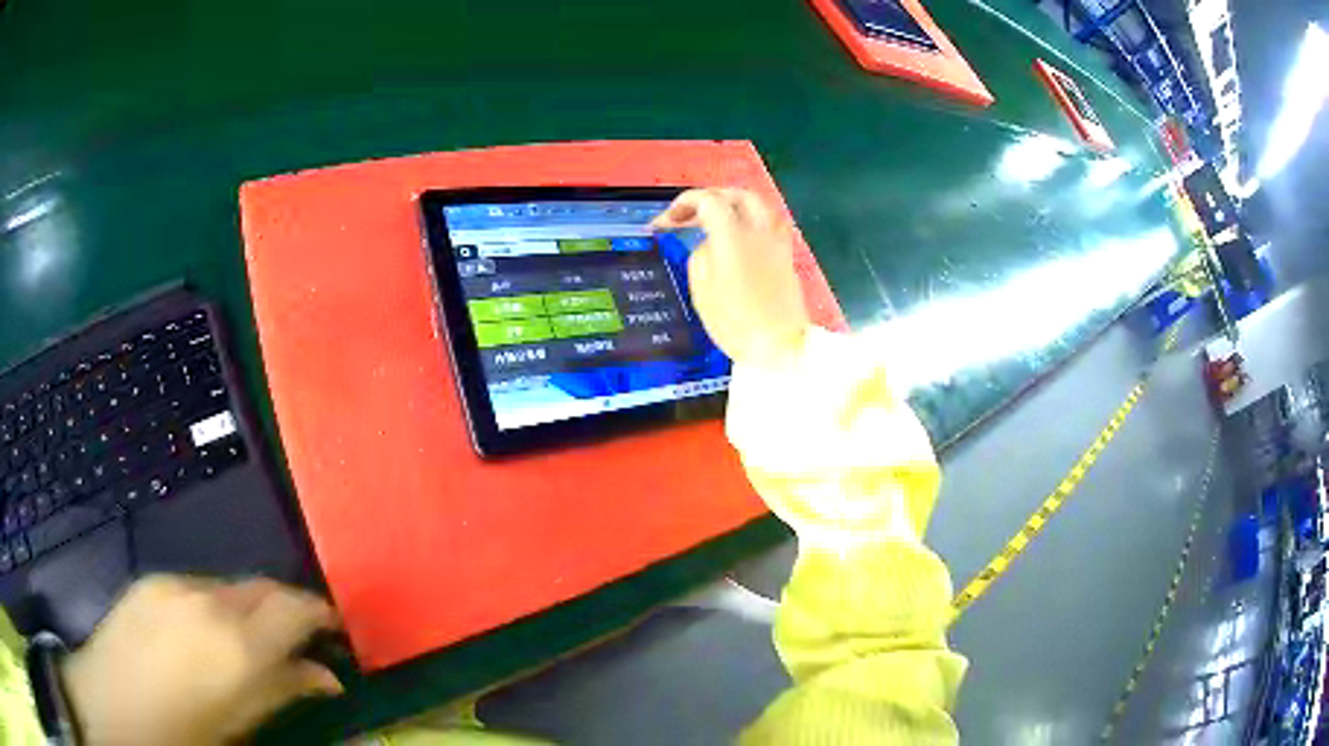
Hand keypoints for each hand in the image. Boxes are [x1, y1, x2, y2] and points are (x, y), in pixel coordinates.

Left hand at [61, 575, 341, 745]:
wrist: (112, 704)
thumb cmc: (183, 732)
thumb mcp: (240, 723)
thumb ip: (283, 690)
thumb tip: (327, 677)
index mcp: (236, 644)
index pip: (294, 607)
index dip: (320, 613)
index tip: (335, 629)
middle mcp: (209, 600)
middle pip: (263, 587)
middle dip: (287, 608)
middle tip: (300, 638)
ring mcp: (175, 583)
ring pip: (230, 585)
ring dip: (250, 608)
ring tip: (247, 643)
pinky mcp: (151, 579)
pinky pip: (198, 585)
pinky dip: (216, 605)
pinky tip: (204, 635)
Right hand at [652, 188, 809, 366]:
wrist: (780, 346)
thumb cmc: (735, 323)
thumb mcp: (702, 291)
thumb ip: (702, 255)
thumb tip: (709, 244)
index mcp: (733, 235)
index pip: (708, 201)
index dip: (682, 204)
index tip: (664, 223)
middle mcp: (758, 230)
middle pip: (735, 195)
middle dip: (709, 199)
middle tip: (688, 217)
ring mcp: (776, 241)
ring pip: (757, 205)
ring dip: (733, 205)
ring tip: (714, 223)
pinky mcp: (786, 255)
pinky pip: (769, 222)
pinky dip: (751, 220)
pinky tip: (740, 237)